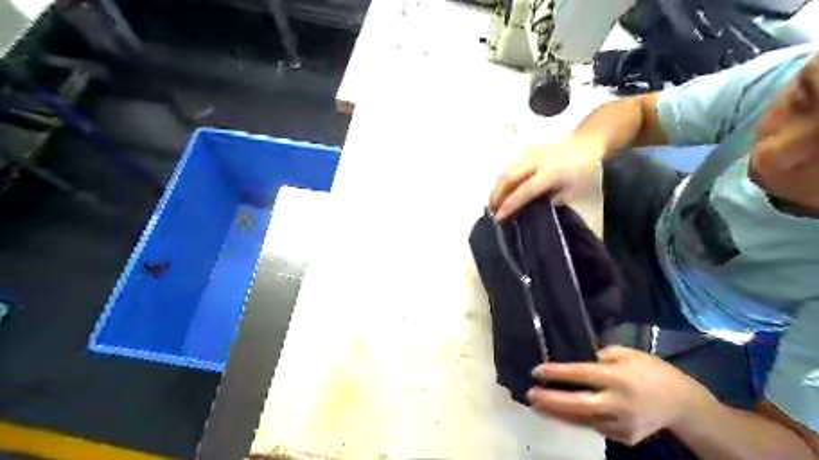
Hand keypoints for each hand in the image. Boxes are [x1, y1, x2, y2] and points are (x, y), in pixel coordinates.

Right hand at [485, 132, 606, 218]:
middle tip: (490, 209)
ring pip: (507, 170)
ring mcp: (531, 155)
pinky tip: (501, 187)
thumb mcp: (572, 191)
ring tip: (493, 200)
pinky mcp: (528, 151)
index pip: (525, 190)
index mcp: (550, 173)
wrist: (586, 143)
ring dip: (497, 186)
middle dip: (497, 194)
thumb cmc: (582, 171)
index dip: (510, 204)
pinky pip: (512, 165)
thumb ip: (551, 201)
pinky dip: (503, 177)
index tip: (499, 217)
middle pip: (509, 177)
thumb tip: (531, 209)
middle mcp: (536, 162)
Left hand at [527, 345, 714, 445]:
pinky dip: (576, 420)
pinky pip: (594, 427)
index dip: (556, 373)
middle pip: (578, 404)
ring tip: (537, 406)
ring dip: (558, 413)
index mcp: (618, 377)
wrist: (684, 406)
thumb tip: (580, 361)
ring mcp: (622, 423)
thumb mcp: (629, 353)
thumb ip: (603, 356)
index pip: (581, 375)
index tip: (536, 372)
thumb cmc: (653, 372)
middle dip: (551, 400)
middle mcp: (618, 402)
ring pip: (583, 420)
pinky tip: (561, 414)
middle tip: (530, 395)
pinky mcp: (624, 437)